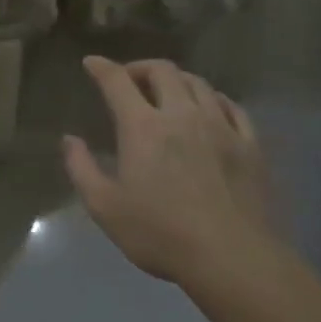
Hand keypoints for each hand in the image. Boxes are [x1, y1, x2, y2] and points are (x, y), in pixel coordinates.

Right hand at [62, 56, 277, 285]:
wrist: (233, 259)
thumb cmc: (161, 234)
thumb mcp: (105, 208)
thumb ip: (82, 168)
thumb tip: (70, 139)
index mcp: (143, 127)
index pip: (118, 81)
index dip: (102, 67)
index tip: (91, 63)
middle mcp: (182, 114)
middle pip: (162, 71)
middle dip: (141, 68)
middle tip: (130, 81)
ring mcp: (221, 126)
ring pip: (199, 83)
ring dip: (177, 80)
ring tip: (168, 92)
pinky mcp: (250, 144)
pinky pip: (232, 106)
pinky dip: (213, 99)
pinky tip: (210, 109)